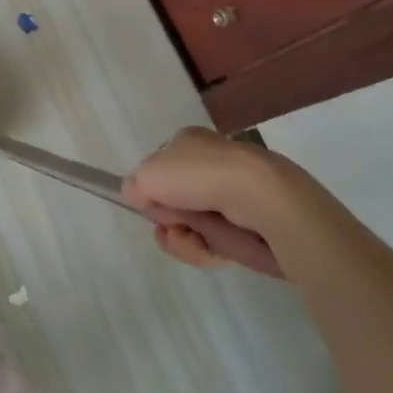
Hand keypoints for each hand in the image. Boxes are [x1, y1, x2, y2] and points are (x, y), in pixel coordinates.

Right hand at [124, 128, 352, 278]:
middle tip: (171, 220)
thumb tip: (138, 197)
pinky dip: (203, 250)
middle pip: (172, 200)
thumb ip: (133, 185)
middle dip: (165, 217)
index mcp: (190, 142)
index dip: (151, 186)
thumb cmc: (199, 176)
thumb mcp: (147, 174)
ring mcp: (231, 197)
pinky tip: (207, 249)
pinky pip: (212, 244)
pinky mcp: (247, 227)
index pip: (161, 165)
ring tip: (191, 237)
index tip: (148, 199)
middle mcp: (211, 165)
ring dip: (180, 237)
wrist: (260, 200)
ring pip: (189, 226)